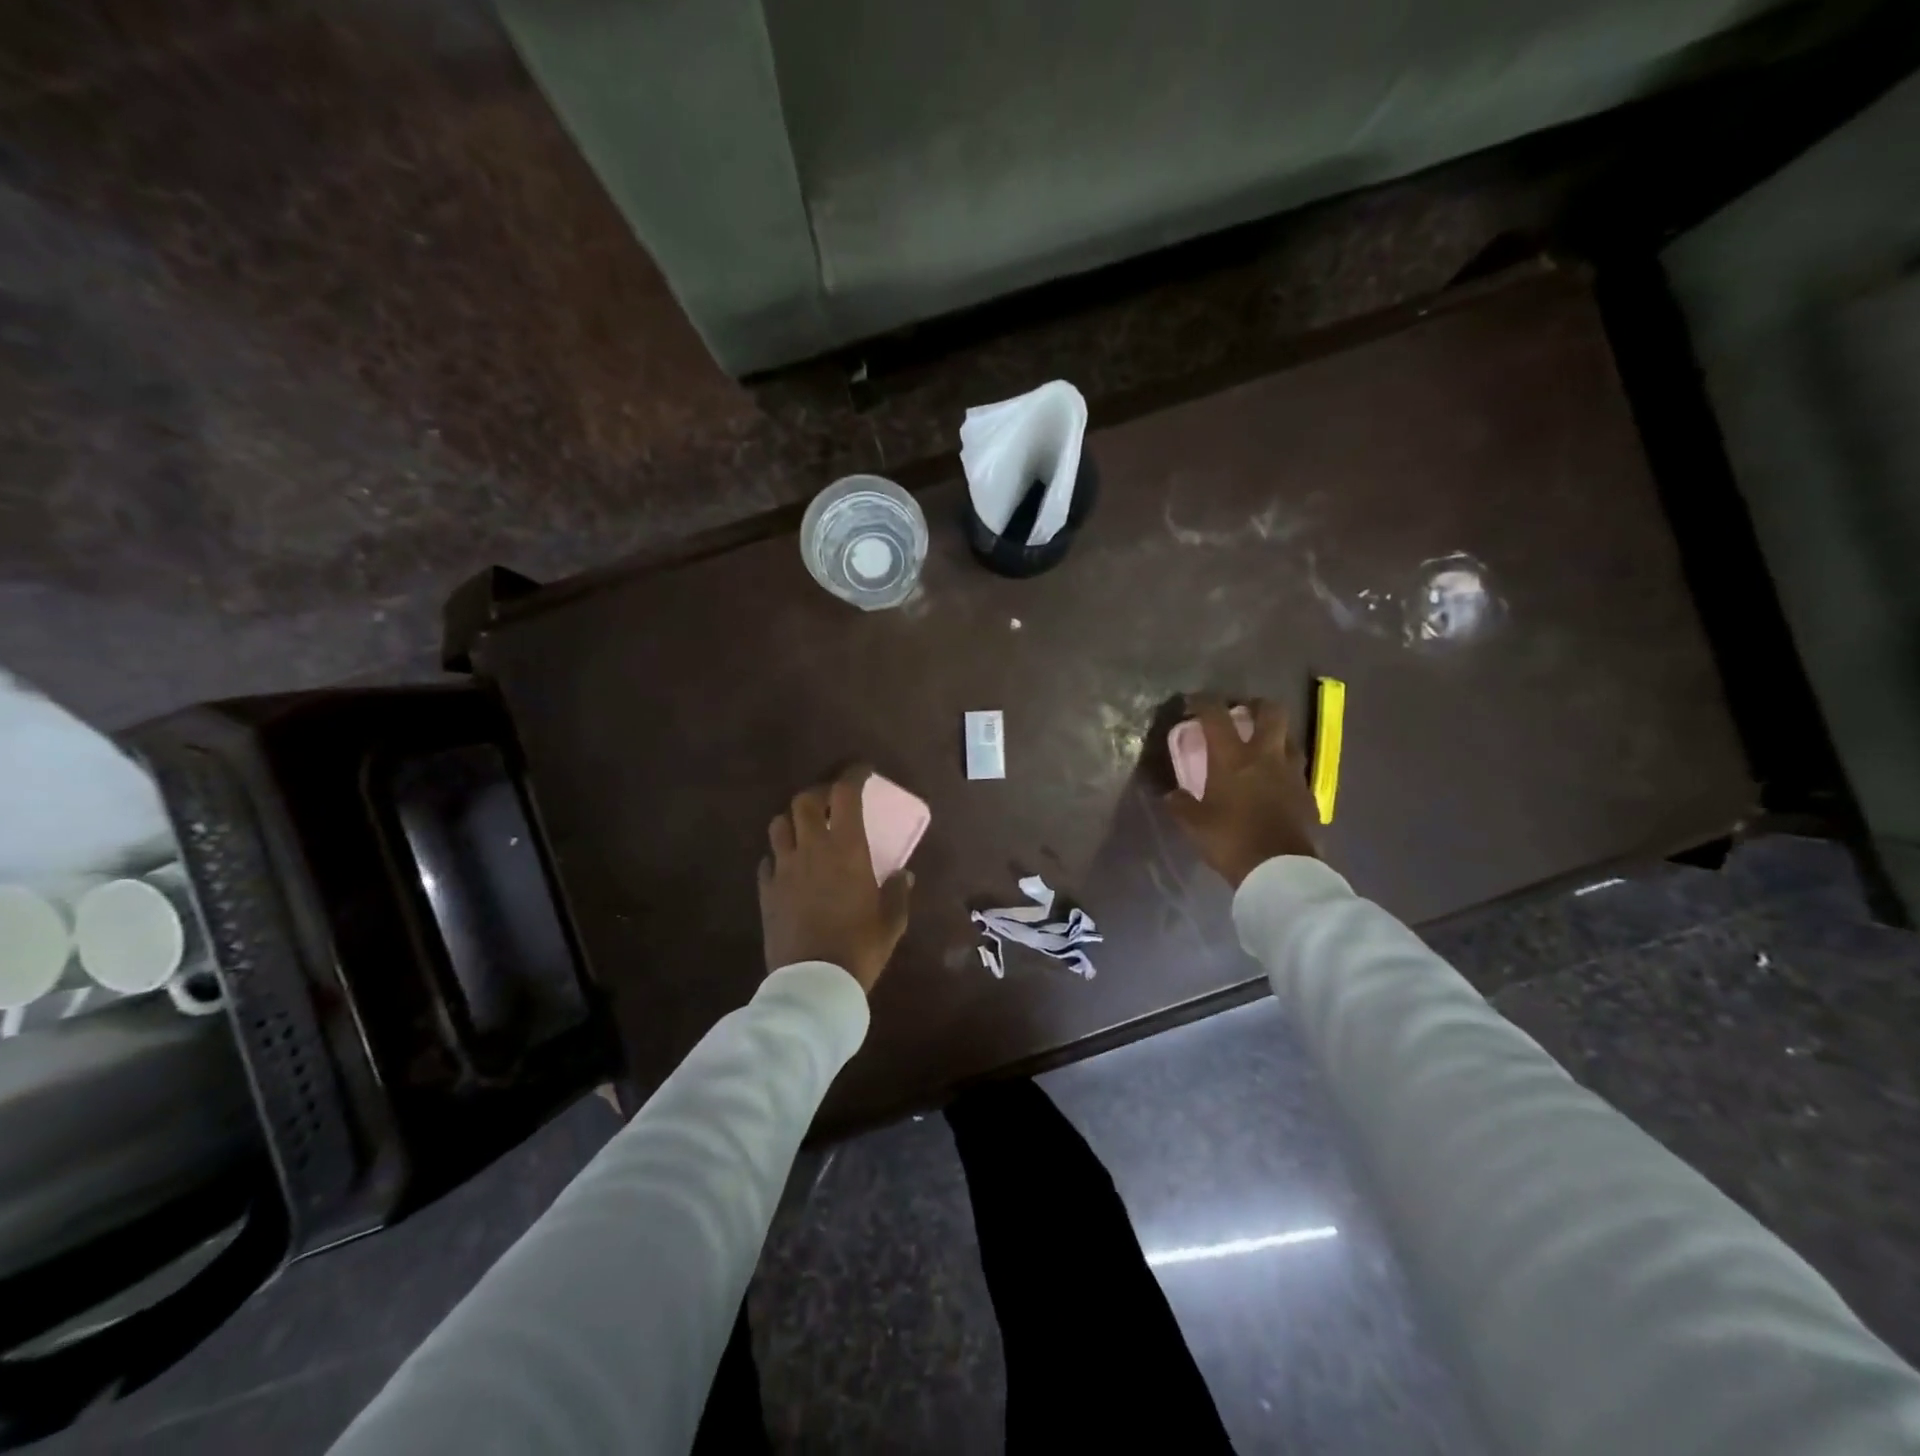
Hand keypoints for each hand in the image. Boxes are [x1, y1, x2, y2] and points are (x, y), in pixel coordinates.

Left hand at [759, 767, 912, 993]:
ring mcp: (784, 869)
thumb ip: (898, 892)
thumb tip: (902, 874)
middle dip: (818, 793)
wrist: (813, 983)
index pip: (845, 794)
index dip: (853, 775)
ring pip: (779, 824)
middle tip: (832, 801)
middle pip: (804, 800)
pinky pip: (768, 860)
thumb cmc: (860, 948)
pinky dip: (779, 854)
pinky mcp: (766, 891)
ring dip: (794, 819)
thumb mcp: (891, 921)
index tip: (862, 771)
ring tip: (807, 829)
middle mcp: (811, 849)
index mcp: (846, 849)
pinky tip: (790, 866)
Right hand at [1165, 696, 1319, 887]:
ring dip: (1275, 734)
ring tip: (1261, 746)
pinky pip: (1297, 768)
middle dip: (1256, 705)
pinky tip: (1276, 781)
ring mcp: (1292, 773)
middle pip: (1271, 712)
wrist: (1280, 869)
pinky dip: (1285, 766)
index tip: (1193, 703)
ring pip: (1290, 737)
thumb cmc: (1231, 840)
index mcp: (1233, 758)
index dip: (1203, 702)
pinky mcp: (1308, 793)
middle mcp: (1266, 756)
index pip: (1216, 715)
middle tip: (1242, 712)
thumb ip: (1180, 804)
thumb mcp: (1193, 824)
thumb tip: (1172, 794)